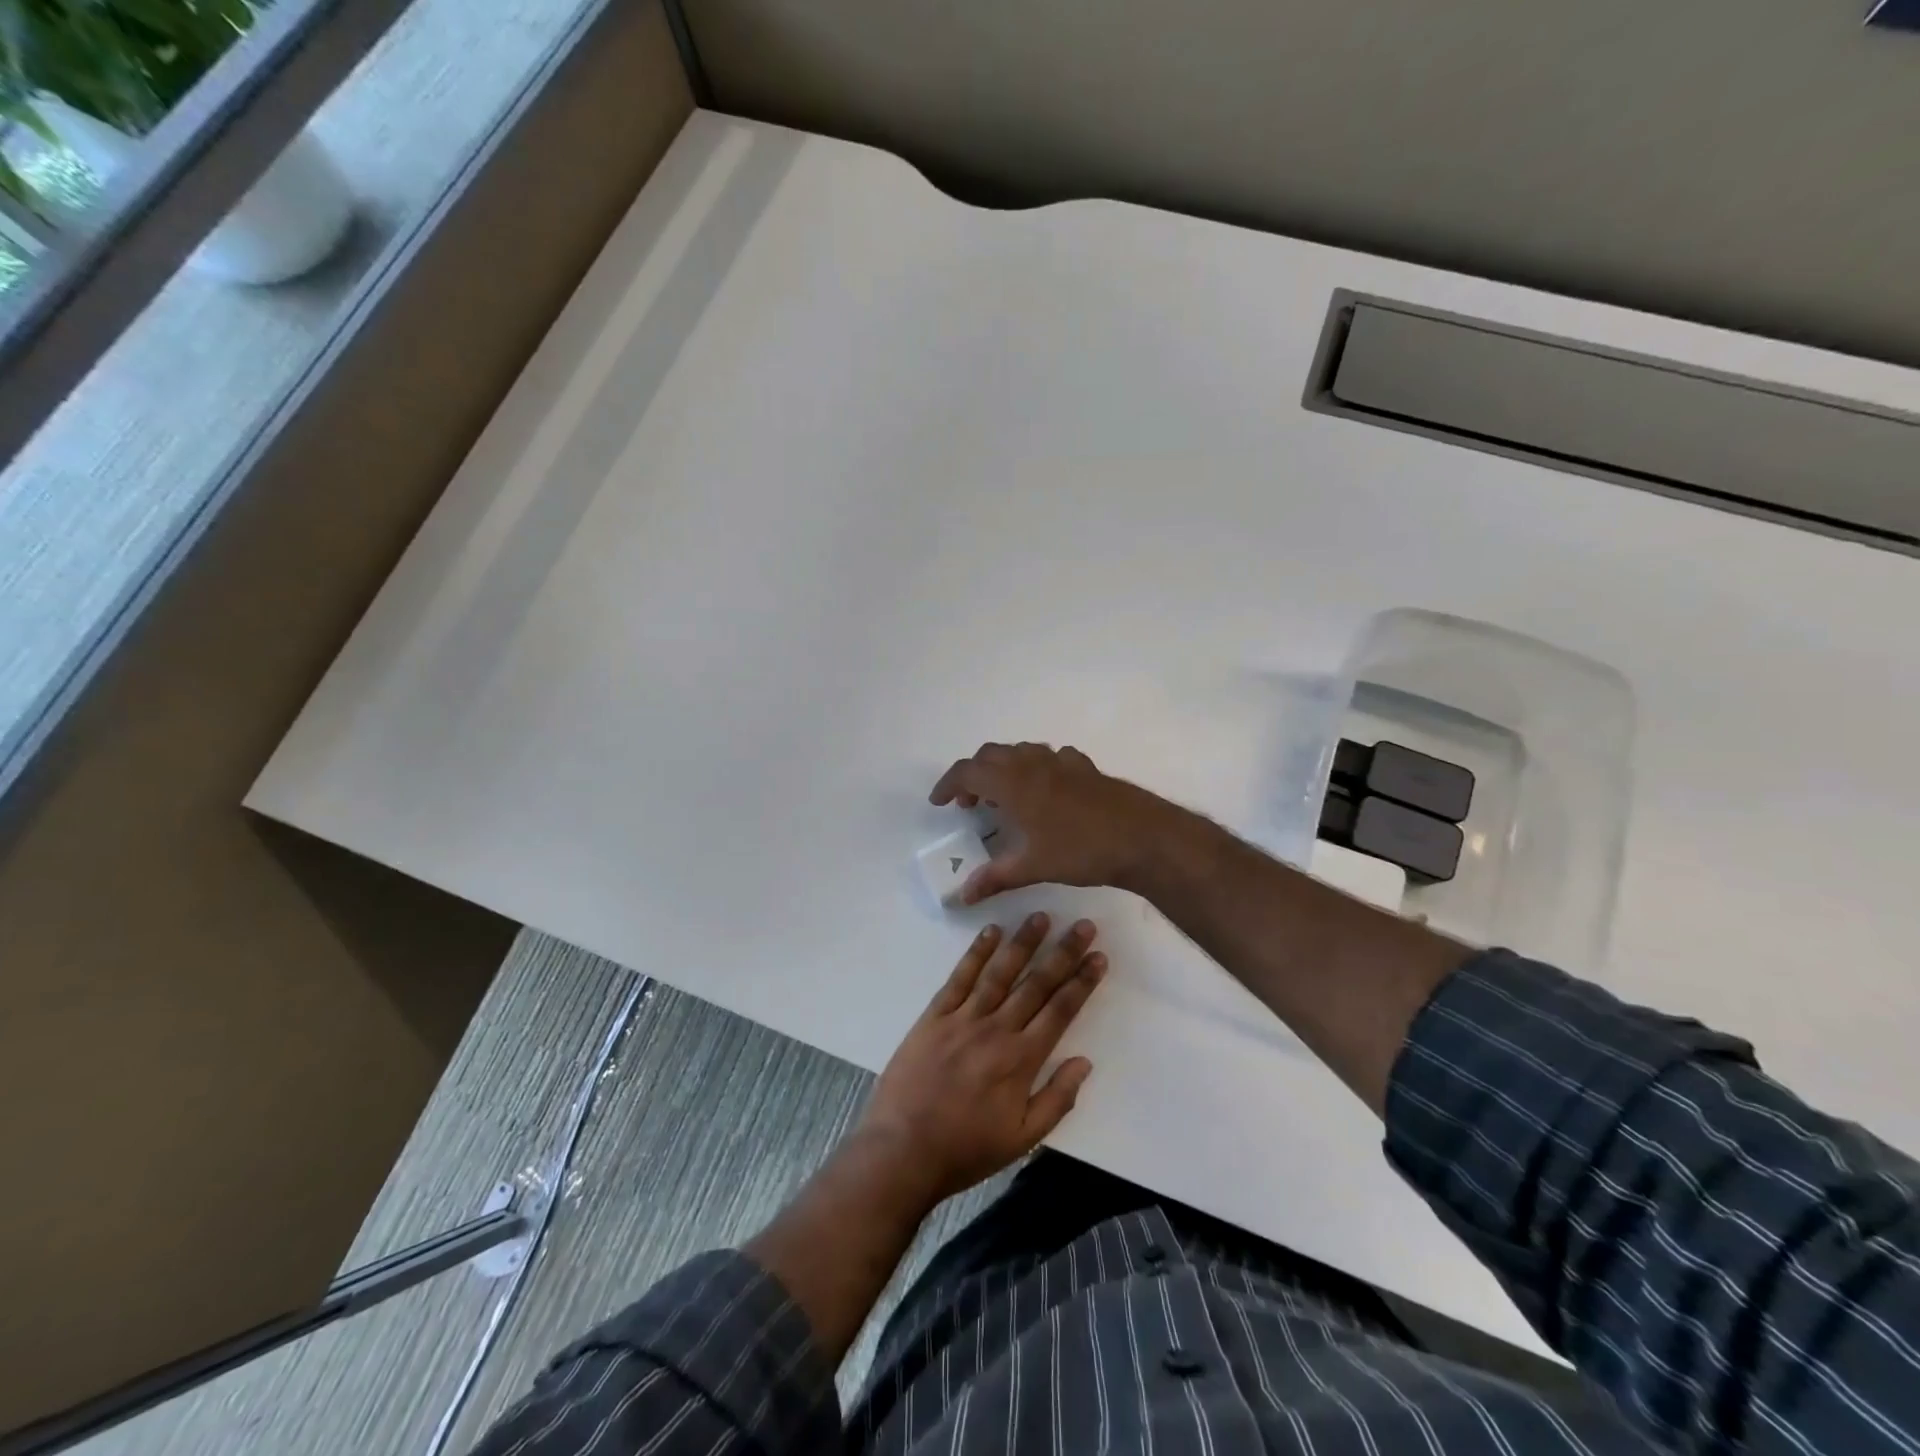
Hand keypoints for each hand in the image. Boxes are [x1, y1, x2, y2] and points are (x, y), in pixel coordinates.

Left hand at [856, 913, 1106, 1204]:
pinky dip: (976, 953)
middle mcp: (996, 1031)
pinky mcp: (934, 1016)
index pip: (1060, 1011)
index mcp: (1021, 1060)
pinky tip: (991, 932)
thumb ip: (1057, 1099)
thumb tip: (1084, 1062)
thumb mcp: (1021, 1139)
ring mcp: (963, 1019)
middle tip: (1083, 925)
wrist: (902, 1149)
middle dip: (1062, 953)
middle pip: (1036, 984)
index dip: (1082, 982)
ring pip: (999, 973)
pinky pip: (959, 978)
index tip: (1098, 956)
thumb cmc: (966, 1149)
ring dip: (1022, 943)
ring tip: (1040, 916)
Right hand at [929, 742, 1179, 903]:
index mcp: (1013, 783)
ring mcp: (1062, 762)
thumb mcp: (1033, 867)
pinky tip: (1046, 791)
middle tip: (969, 804)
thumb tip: (962, 895)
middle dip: (973, 775)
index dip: (948, 784)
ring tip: (1004, 798)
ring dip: (1003, 768)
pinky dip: (1036, 768)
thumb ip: (995, 877)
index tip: (939, 803)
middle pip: (990, 755)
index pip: (967, 772)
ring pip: (1021, 751)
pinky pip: (1050, 757)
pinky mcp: (1085, 767)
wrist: (1143, 836)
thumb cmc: (1081, 850)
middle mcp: (1033, 764)